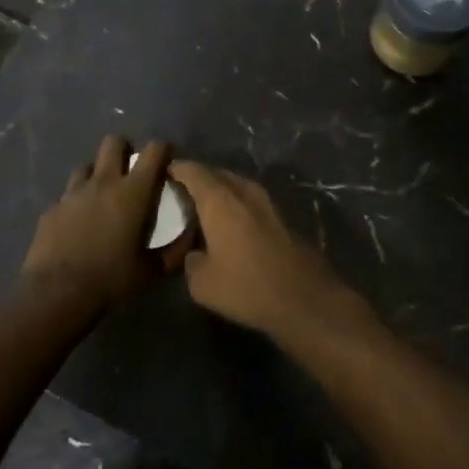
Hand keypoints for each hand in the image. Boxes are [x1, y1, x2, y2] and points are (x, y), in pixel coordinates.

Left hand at [22, 136, 183, 307]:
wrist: (57, 293)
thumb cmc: (111, 279)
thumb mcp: (151, 271)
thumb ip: (175, 251)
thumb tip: (189, 237)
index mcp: (133, 192)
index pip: (153, 150)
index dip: (162, 150)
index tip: (165, 162)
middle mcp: (103, 182)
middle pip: (113, 142)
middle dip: (124, 150)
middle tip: (130, 172)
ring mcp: (73, 192)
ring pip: (87, 165)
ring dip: (97, 174)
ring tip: (101, 197)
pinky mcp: (52, 207)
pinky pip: (67, 194)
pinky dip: (76, 202)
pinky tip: (78, 223)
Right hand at [166, 161, 359, 338]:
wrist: (305, 299)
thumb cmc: (247, 287)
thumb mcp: (202, 283)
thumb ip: (190, 261)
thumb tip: (194, 253)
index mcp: (220, 200)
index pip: (193, 171)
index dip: (176, 168)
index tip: (162, 171)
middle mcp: (244, 192)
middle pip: (217, 174)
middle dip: (198, 178)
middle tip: (180, 192)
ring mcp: (268, 203)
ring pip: (237, 186)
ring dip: (221, 191)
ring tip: (204, 207)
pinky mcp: (283, 218)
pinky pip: (251, 201)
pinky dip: (237, 206)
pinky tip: (231, 225)